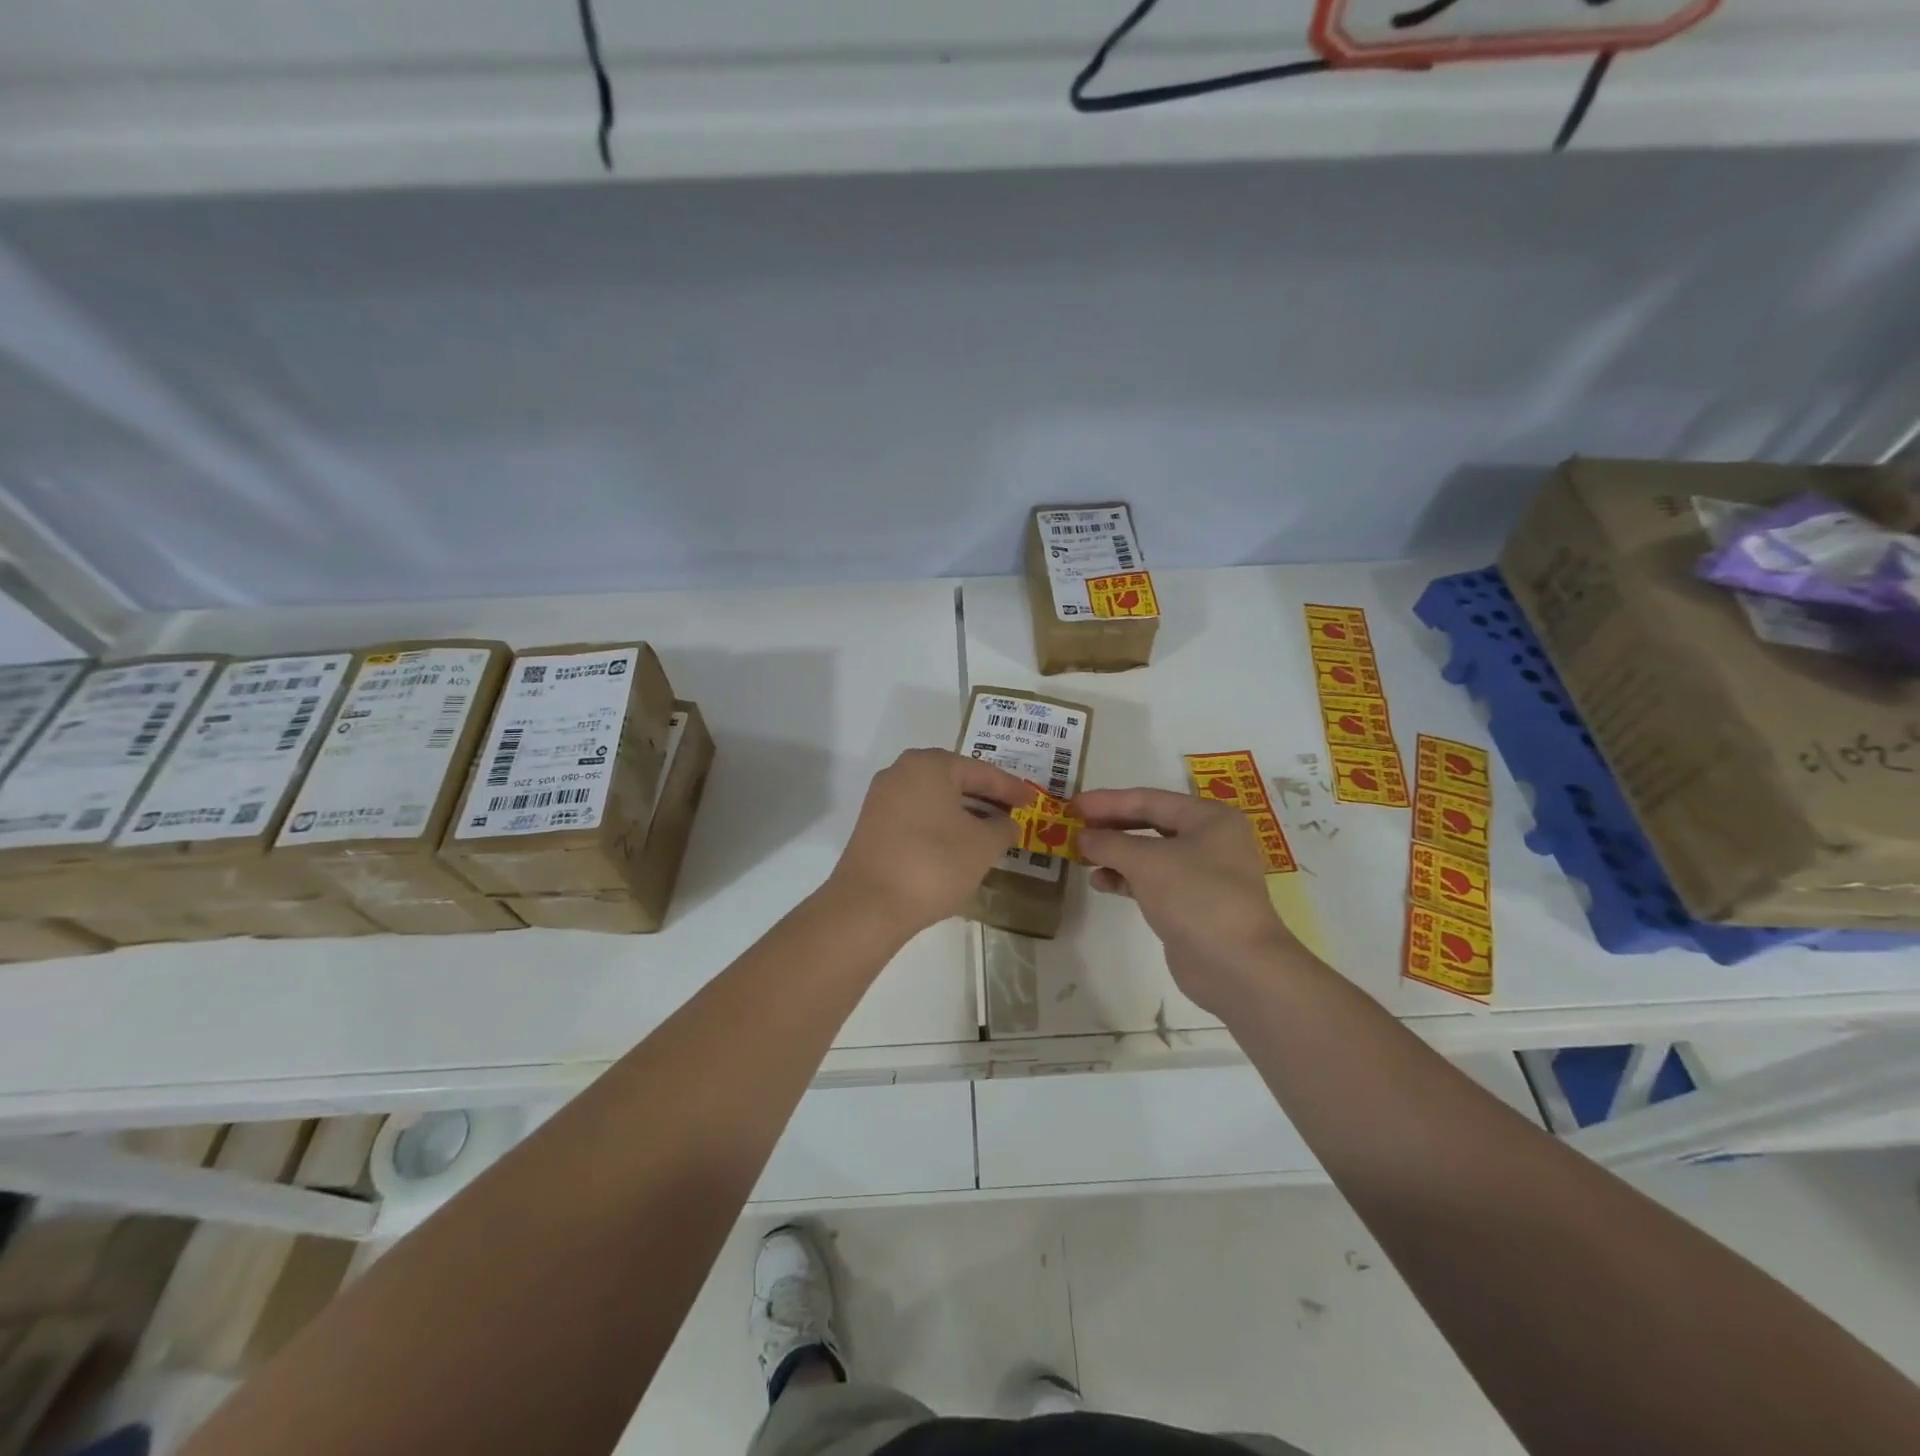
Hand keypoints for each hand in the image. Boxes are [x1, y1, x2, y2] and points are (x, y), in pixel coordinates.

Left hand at [826, 748, 1029, 940]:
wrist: (869, 905)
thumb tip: (1006, 823)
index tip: (1033, 801)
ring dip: (964, 812)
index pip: (981, 771)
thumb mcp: (983, 845)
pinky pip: (917, 816)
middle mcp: (901, 771)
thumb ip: (1003, 827)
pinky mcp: (872, 826)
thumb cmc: (934, 863)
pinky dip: (941, 825)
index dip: (1011, 788)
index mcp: (929, 764)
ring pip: (935, 799)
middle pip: (954, 780)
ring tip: (991, 831)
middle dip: (985, 797)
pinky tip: (958, 845)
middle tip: (1013, 812)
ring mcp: (882, 799)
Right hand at [1076, 787, 1310, 1016]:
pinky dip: (1126, 879)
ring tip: (1081, 857)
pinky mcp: (1191, 903)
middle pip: (1150, 824)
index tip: (1072, 805)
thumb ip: (1109, 843)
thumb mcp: (1147, 862)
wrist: (1237, 967)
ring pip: (1149, 854)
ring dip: (1114, 854)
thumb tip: (1081, 837)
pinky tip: (1101, 883)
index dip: (1108, 801)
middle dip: (1110, 826)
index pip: (1149, 799)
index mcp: (1209, 818)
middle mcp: (1209, 840)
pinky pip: (1152, 881)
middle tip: (1073, 828)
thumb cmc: (1196, 897)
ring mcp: (1202, 874)